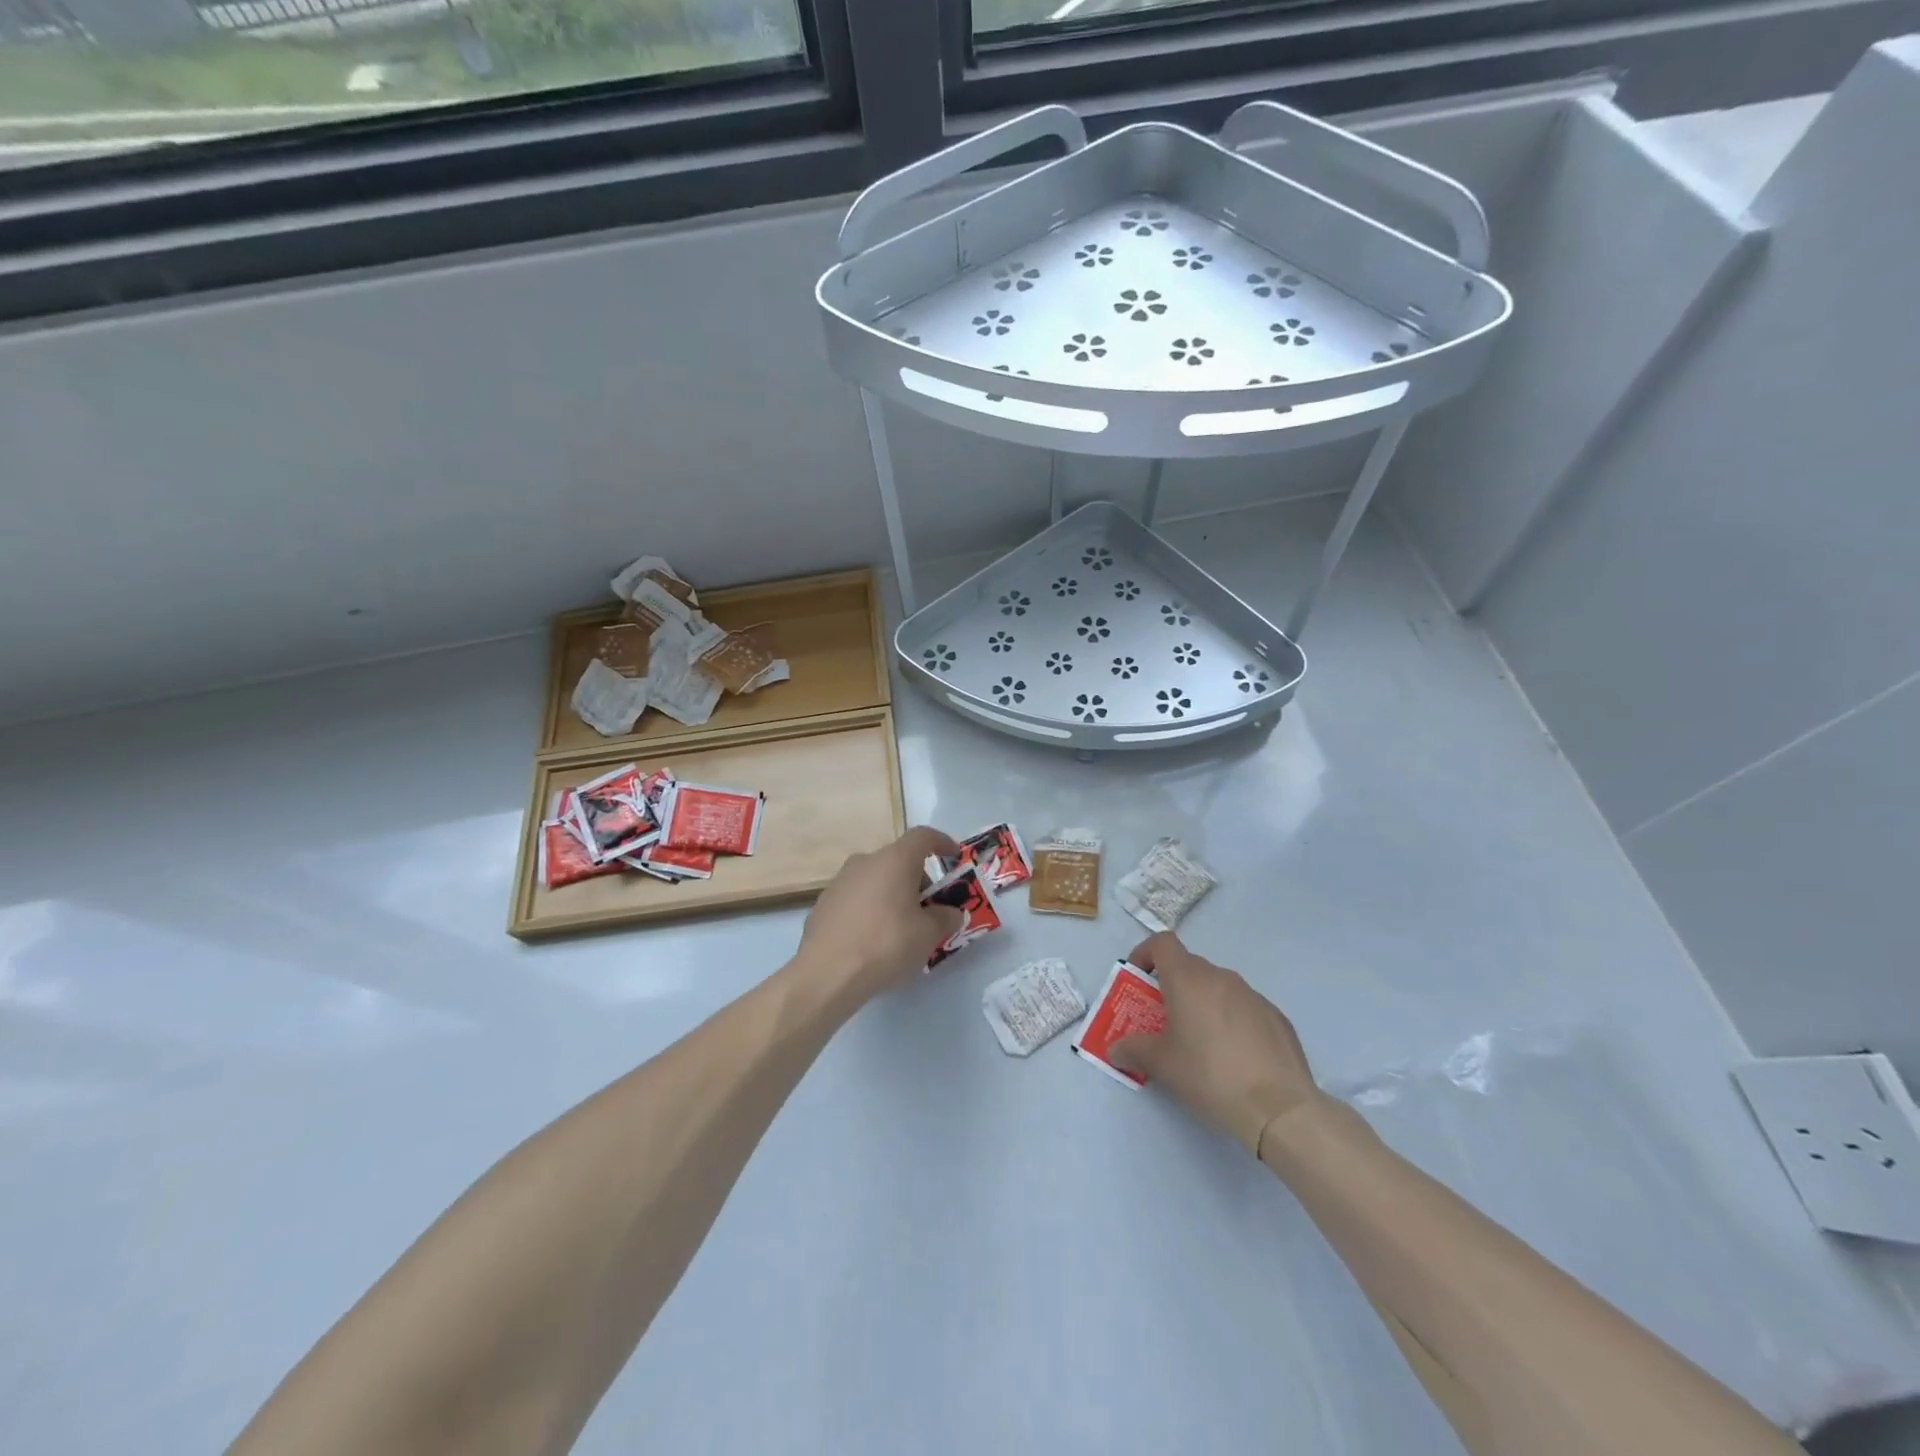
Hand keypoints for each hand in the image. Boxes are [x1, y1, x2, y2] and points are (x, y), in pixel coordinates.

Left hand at [796, 826, 963, 1006]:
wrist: (826, 973)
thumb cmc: (886, 944)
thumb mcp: (928, 935)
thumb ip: (945, 918)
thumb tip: (950, 913)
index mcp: (894, 860)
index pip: (923, 836)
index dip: (942, 842)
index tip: (954, 856)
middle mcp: (865, 862)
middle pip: (899, 860)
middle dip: (918, 881)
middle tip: (929, 910)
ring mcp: (839, 882)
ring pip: (876, 879)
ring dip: (893, 895)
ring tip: (901, 928)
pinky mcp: (823, 904)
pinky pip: (856, 899)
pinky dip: (870, 909)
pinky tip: (873, 940)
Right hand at [1108, 932, 1322, 1156]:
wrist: (1279, 1108)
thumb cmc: (1209, 1075)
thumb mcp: (1162, 1065)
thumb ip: (1133, 1050)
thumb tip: (1115, 1049)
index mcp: (1188, 979)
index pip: (1162, 943)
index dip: (1145, 954)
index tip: (1138, 979)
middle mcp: (1221, 977)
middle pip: (1189, 967)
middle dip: (1173, 986)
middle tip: (1165, 1021)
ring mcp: (1253, 995)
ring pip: (1218, 988)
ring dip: (1204, 1003)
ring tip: (1202, 1043)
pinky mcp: (1277, 1017)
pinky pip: (1244, 1008)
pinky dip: (1232, 1021)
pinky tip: (1236, 1057)